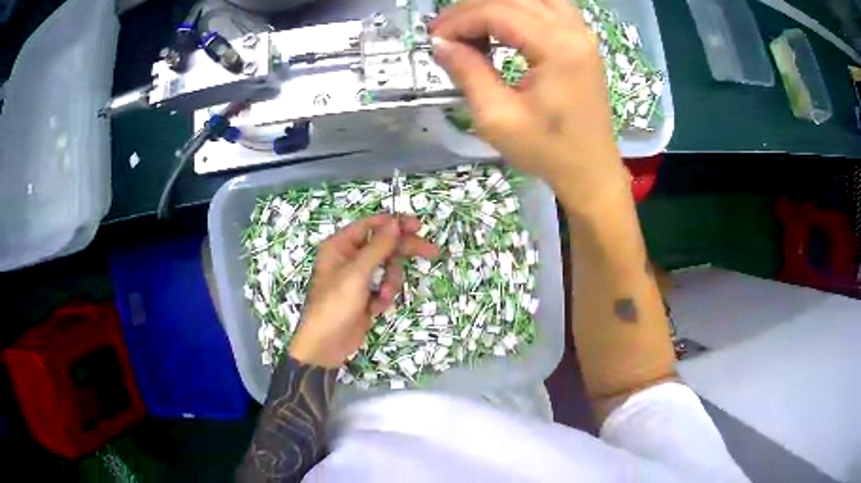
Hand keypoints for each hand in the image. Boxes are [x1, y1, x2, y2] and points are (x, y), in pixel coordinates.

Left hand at [288, 214, 438, 367]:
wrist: (327, 345)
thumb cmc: (335, 304)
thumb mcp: (357, 273)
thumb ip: (378, 247)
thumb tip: (395, 223)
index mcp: (341, 245)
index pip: (371, 225)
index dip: (395, 224)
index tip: (418, 226)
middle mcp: (350, 257)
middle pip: (384, 246)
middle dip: (403, 252)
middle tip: (432, 252)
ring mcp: (359, 277)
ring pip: (388, 268)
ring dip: (391, 282)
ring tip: (383, 296)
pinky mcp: (366, 295)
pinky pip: (385, 286)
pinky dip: (385, 296)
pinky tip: (375, 309)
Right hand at [431, 0, 629, 208]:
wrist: (590, 170)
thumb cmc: (547, 150)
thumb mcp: (498, 117)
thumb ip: (468, 72)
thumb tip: (441, 44)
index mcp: (557, 47)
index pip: (497, 12)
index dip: (459, 21)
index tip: (434, 39)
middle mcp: (574, 30)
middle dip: (472, 9)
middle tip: (446, 32)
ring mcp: (582, 33)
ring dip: (495, 6)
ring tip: (471, 26)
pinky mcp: (582, 41)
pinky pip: (548, 6)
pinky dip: (520, 9)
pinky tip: (503, 24)